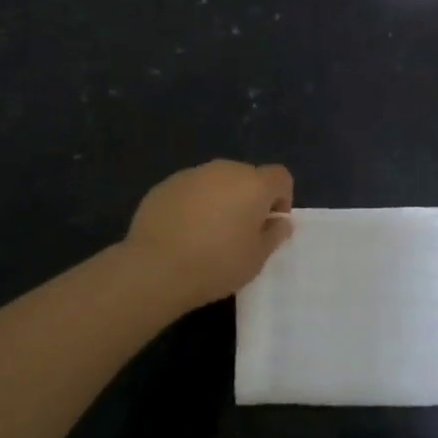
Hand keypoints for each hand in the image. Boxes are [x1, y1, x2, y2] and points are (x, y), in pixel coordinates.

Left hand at [124, 159, 293, 312]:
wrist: (156, 267)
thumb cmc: (216, 264)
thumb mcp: (257, 258)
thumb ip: (274, 234)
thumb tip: (279, 221)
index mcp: (254, 184)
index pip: (280, 177)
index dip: (282, 198)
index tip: (270, 224)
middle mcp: (225, 170)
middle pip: (247, 176)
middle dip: (249, 198)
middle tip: (240, 232)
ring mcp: (193, 174)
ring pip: (217, 181)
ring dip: (221, 199)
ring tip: (208, 233)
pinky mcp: (166, 184)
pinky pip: (191, 190)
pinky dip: (194, 204)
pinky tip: (183, 232)